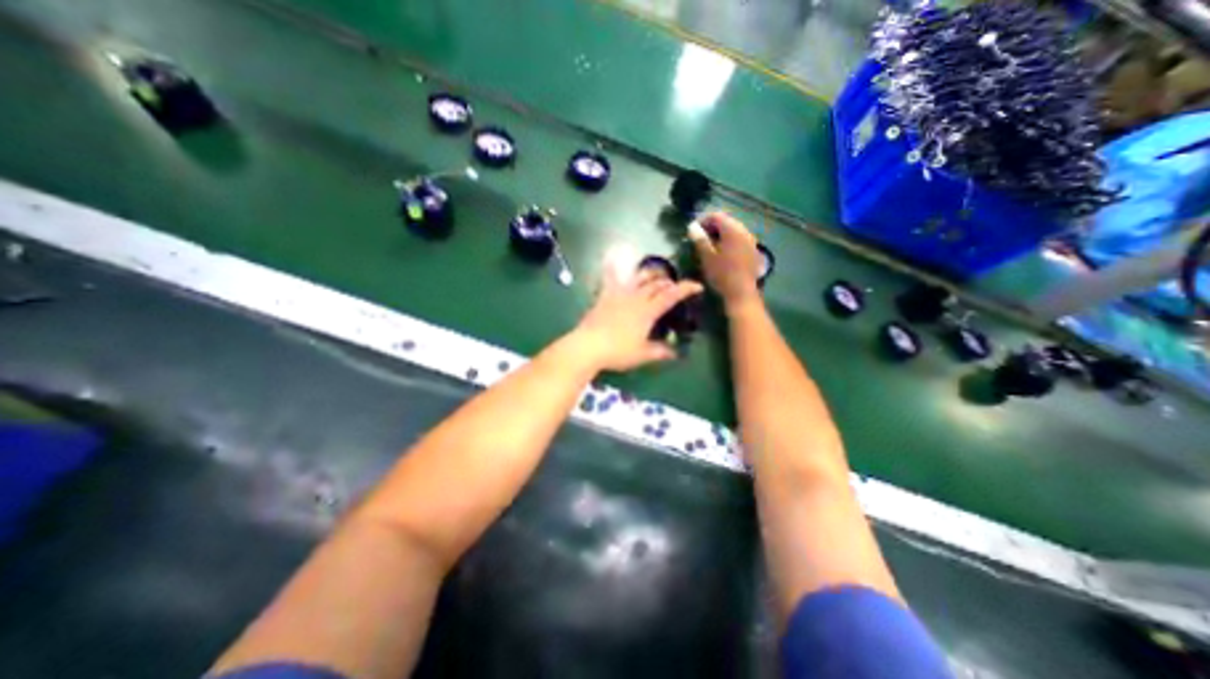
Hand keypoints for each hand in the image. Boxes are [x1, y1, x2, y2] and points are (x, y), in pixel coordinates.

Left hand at [573, 263, 704, 374]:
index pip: (671, 295)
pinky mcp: (605, 295)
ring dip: (651, 274)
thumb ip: (660, 351)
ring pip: (639, 277)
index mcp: (648, 311)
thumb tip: (675, 352)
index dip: (686, 289)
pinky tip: (614, 257)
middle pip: (656, 284)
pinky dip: (615, 267)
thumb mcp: (643, 354)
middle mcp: (636, 297)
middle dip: (669, 283)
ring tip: (657, 275)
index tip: (697, 286)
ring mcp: (619, 294)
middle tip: (675, 287)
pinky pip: (611, 277)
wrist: (588, 346)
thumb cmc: (618, 351)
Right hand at [690, 212, 753, 308]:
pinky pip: (739, 239)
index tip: (692, 231)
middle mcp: (744, 231)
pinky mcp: (753, 251)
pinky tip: (722, 253)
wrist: (741, 293)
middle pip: (727, 221)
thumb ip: (699, 239)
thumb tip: (692, 226)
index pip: (716, 215)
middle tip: (699, 238)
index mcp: (733, 230)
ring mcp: (751, 241)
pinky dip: (729, 242)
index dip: (703, 220)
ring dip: (721, 234)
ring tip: (709, 245)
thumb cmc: (722, 274)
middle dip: (712, 227)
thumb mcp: (706, 257)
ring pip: (734, 230)